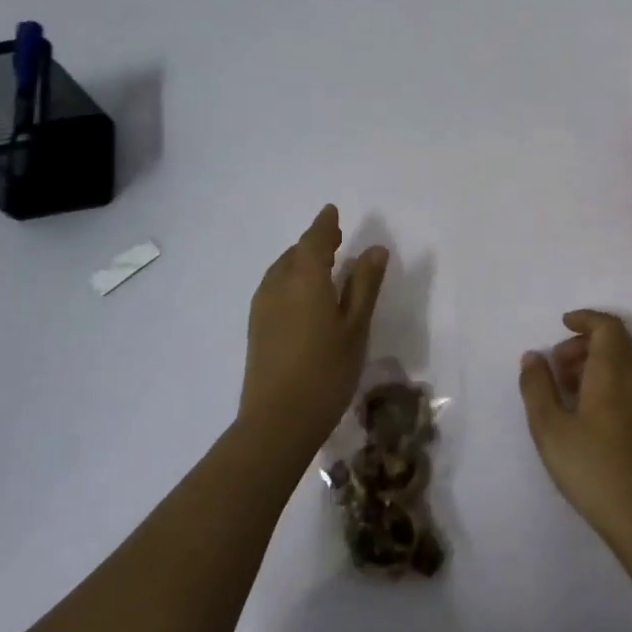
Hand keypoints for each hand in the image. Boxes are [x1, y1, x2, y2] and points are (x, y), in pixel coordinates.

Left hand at [239, 205, 387, 451]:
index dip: (325, 224)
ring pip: (282, 270)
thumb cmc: (327, 370)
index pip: (315, 239)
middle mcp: (278, 284)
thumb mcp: (355, 326)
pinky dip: (291, 279)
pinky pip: (275, 287)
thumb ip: (364, 285)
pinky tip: (304, 296)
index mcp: (305, 278)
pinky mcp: (256, 327)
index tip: (333, 211)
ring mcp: (262, 306)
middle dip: (315, 242)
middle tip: (335, 238)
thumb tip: (375, 248)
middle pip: (296, 253)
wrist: (277, 420)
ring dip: (301, 261)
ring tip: (322, 265)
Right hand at [519, 310, 631, 542]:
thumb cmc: (591, 466)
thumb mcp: (549, 427)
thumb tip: (533, 356)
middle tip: (556, 364)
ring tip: (565, 389)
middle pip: (617, 341)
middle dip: (585, 342)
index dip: (585, 319)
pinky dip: (607, 379)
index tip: (561, 325)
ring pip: (624, 362)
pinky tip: (585, 410)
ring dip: (595, 362)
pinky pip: (630, 382)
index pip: (607, 326)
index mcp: (614, 371)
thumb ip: (537, 386)